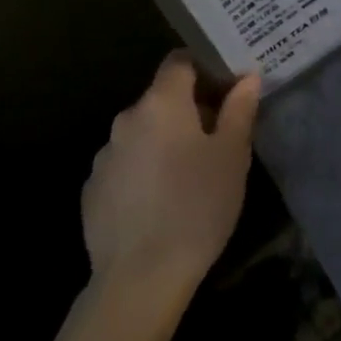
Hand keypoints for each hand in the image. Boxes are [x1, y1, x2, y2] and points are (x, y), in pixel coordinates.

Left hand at [82, 53, 260, 302]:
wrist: (139, 279)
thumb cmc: (196, 207)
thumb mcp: (232, 156)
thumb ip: (239, 109)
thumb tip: (247, 78)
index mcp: (161, 102)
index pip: (179, 61)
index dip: (203, 68)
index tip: (224, 89)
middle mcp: (127, 118)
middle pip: (161, 98)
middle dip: (188, 110)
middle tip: (216, 138)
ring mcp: (104, 155)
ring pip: (142, 133)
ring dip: (163, 141)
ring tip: (188, 175)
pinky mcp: (93, 190)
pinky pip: (125, 165)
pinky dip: (143, 171)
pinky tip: (159, 203)